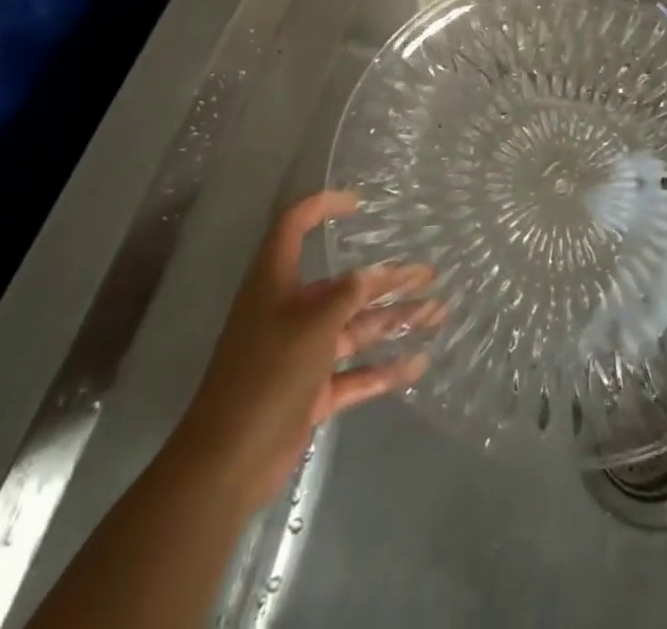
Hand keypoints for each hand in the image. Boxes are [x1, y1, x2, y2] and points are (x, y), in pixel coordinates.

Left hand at [173, 191, 440, 511]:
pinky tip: (418, 363)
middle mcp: (290, 311)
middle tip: (428, 273)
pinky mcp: (310, 393)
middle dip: (386, 279)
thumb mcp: (313, 323)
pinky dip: (383, 369)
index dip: (322, 207)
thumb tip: (372, 274)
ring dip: (394, 320)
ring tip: (438, 312)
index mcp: (277, 282)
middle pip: (343, 285)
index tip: (359, 204)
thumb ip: (348, 295)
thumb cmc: (268, 373)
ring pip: (355, 329)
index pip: (294, 226)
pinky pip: (354, 373)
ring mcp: (301, 354)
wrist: (228, 462)